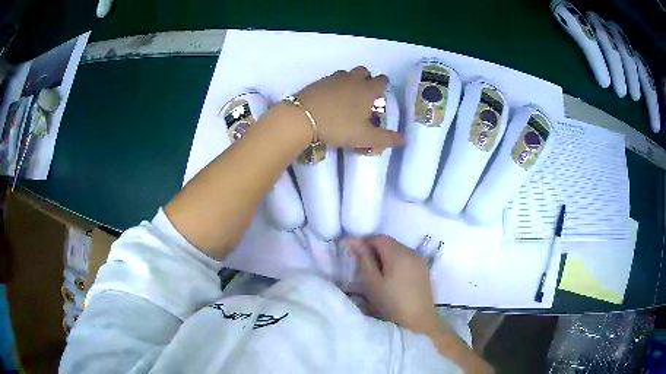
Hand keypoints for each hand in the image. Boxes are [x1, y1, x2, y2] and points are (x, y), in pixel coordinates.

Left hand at [296, 66, 403, 149]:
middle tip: (364, 95)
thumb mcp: (365, 137)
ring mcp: (334, 79)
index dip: (383, 86)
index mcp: (367, 90)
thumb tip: (404, 139)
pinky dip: (334, 86)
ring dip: (350, 81)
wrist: (303, 118)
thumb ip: (386, 138)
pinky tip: (330, 99)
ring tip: (346, 97)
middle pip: (364, 72)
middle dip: (366, 79)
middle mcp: (353, 80)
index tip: (381, 95)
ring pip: (347, 74)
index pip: (382, 81)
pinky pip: (331, 80)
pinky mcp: (318, 82)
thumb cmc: (339, 126)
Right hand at [348, 235, 439, 335]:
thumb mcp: (372, 283)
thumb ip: (364, 260)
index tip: (354, 255)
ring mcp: (420, 261)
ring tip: (376, 274)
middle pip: (390, 243)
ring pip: (399, 251)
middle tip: (363, 266)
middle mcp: (412, 252)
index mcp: (399, 253)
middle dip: (375, 250)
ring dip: (386, 257)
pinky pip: (407, 260)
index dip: (365, 243)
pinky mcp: (424, 271)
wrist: (418, 322)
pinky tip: (391, 279)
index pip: (379, 238)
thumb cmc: (391, 303)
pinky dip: (396, 264)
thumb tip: (354, 241)